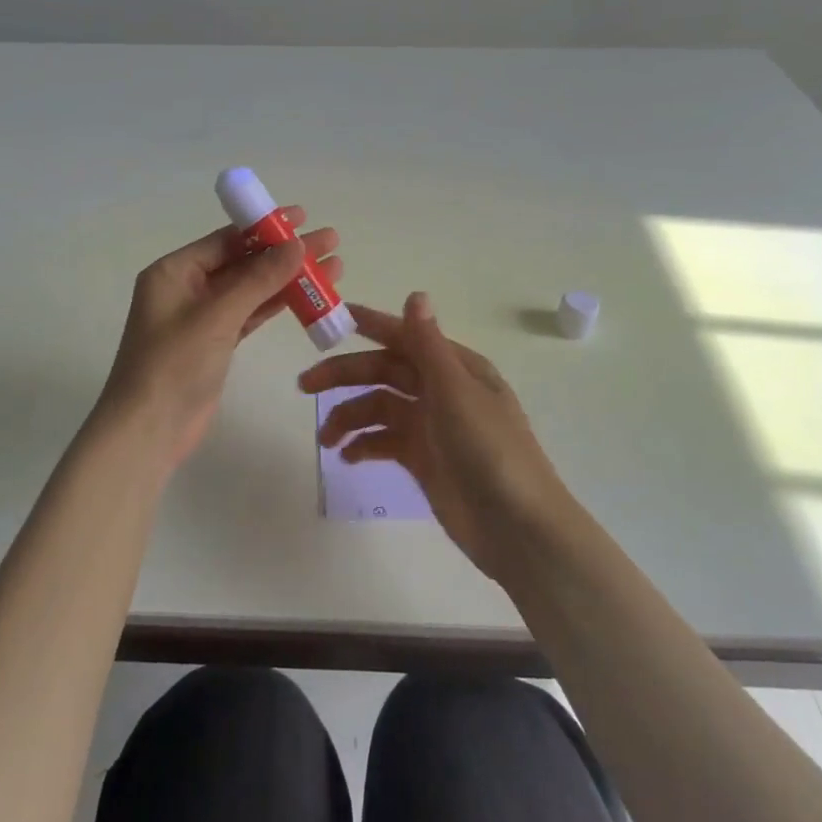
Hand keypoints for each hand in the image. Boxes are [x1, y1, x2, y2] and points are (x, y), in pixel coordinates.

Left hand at [97, 209, 342, 471]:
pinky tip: (309, 296)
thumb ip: (258, 279)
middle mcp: (186, 288)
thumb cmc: (174, 365)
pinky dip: (277, 305)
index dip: (266, 227)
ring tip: (333, 267)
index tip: (303, 217)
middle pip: (243, 262)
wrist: (149, 431)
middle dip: (285, 252)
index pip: (226, 239)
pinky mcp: (216, 343)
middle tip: (330, 241)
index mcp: (174, 272)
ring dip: (288, 278)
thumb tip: (297, 244)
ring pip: (251, 289)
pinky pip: (251, 314)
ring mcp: (202, 317)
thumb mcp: (217, 316)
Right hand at [298, 292, 567, 578]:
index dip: (371, 325)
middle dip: (345, 375)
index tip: (334, 320)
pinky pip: (384, 442)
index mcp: (455, 367)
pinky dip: (363, 445)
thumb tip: (415, 294)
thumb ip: (428, 345)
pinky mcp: (422, 459)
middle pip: (384, 372)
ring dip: (349, 417)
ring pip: (379, 408)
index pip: (405, 337)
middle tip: (305, 385)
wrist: (516, 527)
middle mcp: (441, 390)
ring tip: (325, 440)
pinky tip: (347, 457)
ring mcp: (431, 426)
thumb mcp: (456, 392)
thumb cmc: (490, 450)